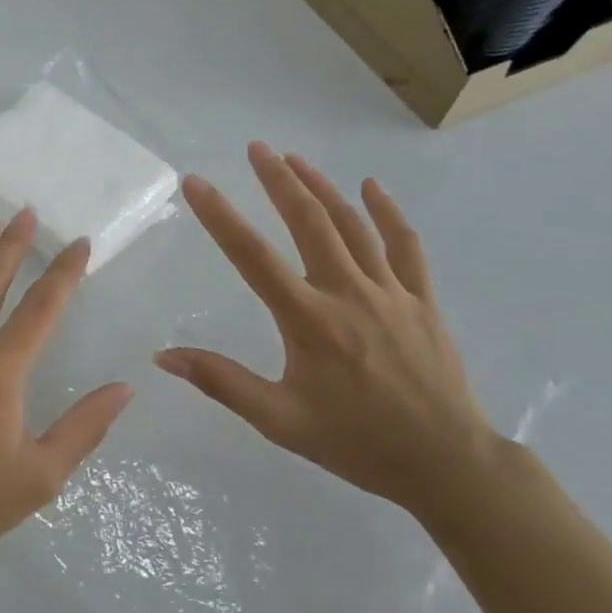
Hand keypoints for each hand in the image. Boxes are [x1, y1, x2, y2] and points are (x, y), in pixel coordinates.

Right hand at [155, 143, 494, 519]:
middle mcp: (348, 294)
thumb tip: (164, 356)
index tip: (196, 183)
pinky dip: (388, 212)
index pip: (253, 257)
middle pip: (309, 223)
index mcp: (309, 321)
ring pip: (352, 226)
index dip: (220, 216)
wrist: (447, 465)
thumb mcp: (280, 421)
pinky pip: (406, 246)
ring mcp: (391, 292)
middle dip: (279, 181)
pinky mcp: (423, 300)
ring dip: (321, 187)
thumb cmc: (356, 443)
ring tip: (294, 158)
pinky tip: (372, 186)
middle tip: (256, 147)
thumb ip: (222, 383)